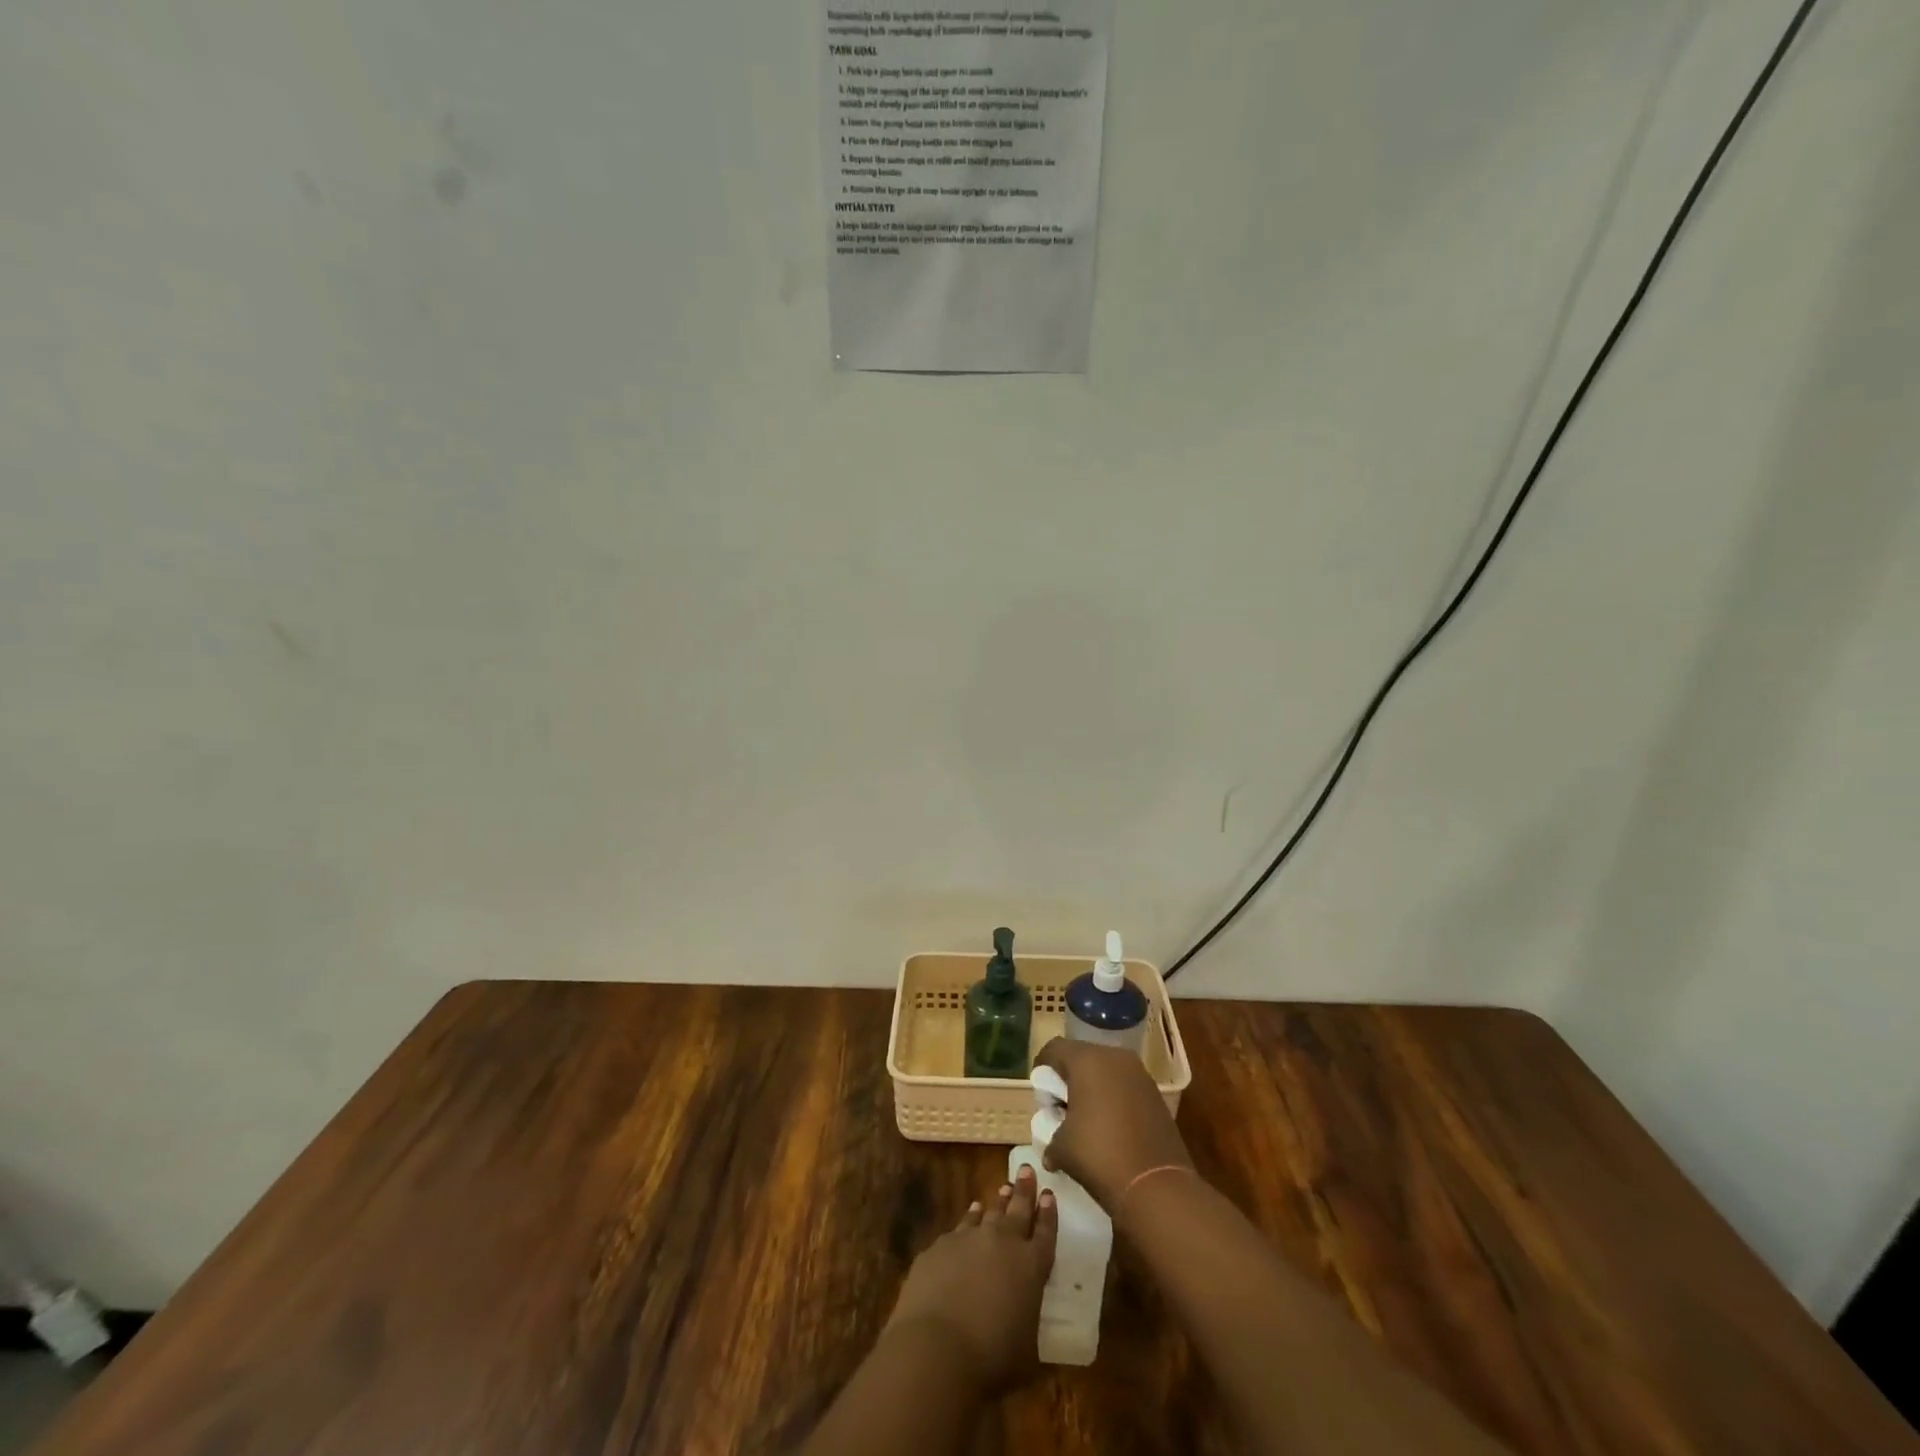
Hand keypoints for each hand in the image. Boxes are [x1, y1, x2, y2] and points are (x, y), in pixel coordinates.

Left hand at [885, 1166, 1057, 1395]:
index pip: (1045, 1233)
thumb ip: (1029, 1327)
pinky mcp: (941, 1245)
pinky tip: (969, 1214)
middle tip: (1028, 1170)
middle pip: (1018, 1209)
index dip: (1048, 1213)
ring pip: (988, 1211)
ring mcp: (969, 1238)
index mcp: (1031, 1266)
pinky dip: (968, 1218)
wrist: (937, 1347)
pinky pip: (960, 1225)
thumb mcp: (1026, 1354)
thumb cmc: (991, 1359)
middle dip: (1025, 1189)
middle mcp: (1003, 1242)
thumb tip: (1028, 1325)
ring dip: (997, 1201)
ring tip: (1003, 1189)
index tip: (1049, 1193)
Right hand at [1032, 1038, 1193, 1210]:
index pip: (1054, 1049)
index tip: (1040, 1092)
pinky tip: (1110, 1126)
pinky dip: (1114, 1097)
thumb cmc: (1099, 1155)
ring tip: (1086, 1118)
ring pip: (1106, 1070)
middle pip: (1082, 1056)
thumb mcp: (1061, 1148)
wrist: (1157, 1186)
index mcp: (1087, 1060)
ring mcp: (1139, 1074)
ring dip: (1093, 1087)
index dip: (1042, 1067)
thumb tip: (1051, 1150)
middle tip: (1061, 1106)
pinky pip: (1125, 1085)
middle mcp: (1114, 1057)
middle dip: (1069, 1078)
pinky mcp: (1155, 1094)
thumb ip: (1051, 1137)